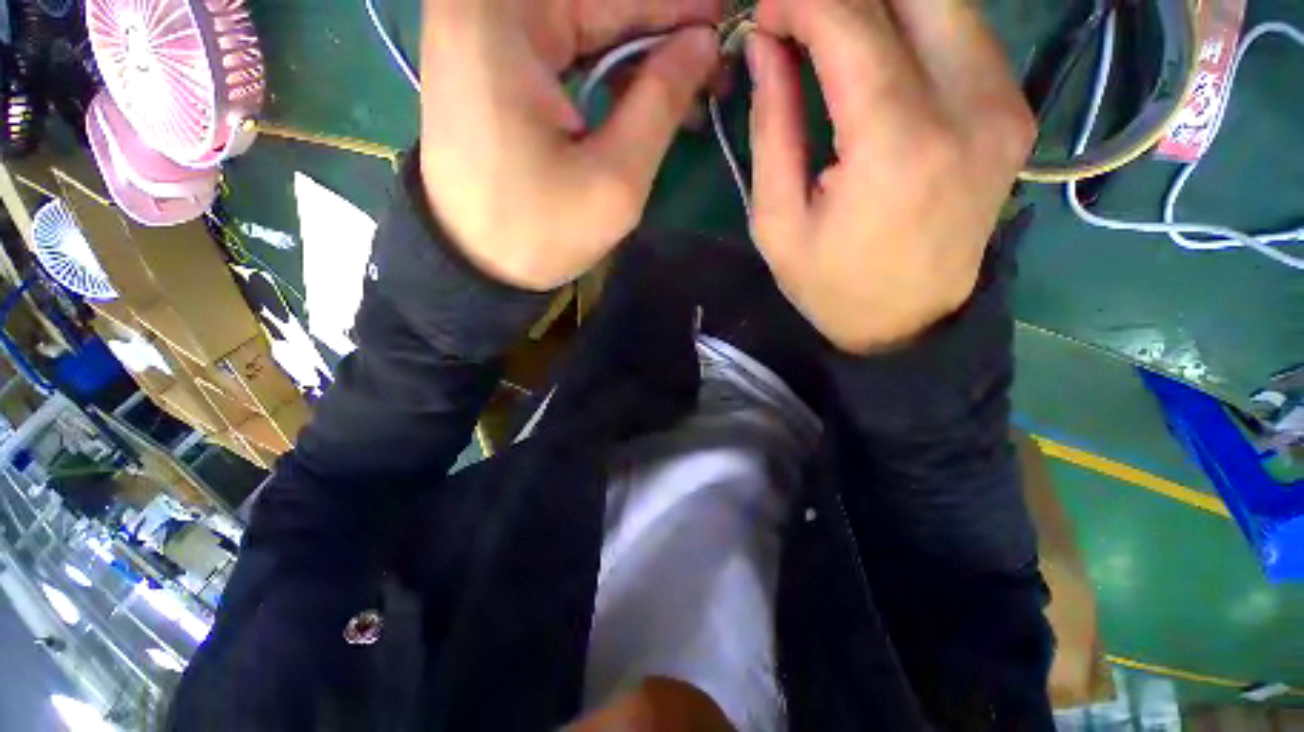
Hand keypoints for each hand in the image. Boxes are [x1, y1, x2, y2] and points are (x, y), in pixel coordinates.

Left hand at [420, 0, 721, 290]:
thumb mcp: (616, 177)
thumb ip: (662, 100)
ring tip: (689, 96)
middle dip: (660, 35)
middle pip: (595, 5)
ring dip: (638, 58)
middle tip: (713, 70)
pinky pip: (562, 48)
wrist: (474, 265)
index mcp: (505, 15)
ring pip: (583, 24)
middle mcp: (483, 4)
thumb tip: (703, 44)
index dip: (678, 9)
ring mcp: (479, 30)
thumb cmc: (540, 230)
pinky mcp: (486, 61)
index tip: (725, 24)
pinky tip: (642, 100)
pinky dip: (606, 71)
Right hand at [748, 0, 1033, 353]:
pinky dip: (913, 24)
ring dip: (879, 6)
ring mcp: (1004, 104)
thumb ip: (772, 127)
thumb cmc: (830, 285)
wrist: (906, 322)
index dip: (800, 3)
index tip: (765, 17)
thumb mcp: (778, 221)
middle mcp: (968, 106)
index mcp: (897, 146)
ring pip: (943, 1)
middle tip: (797, 23)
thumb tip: (766, 48)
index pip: (852, 24)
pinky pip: (963, 31)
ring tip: (829, 36)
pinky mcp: (1013, 110)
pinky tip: (876, 53)